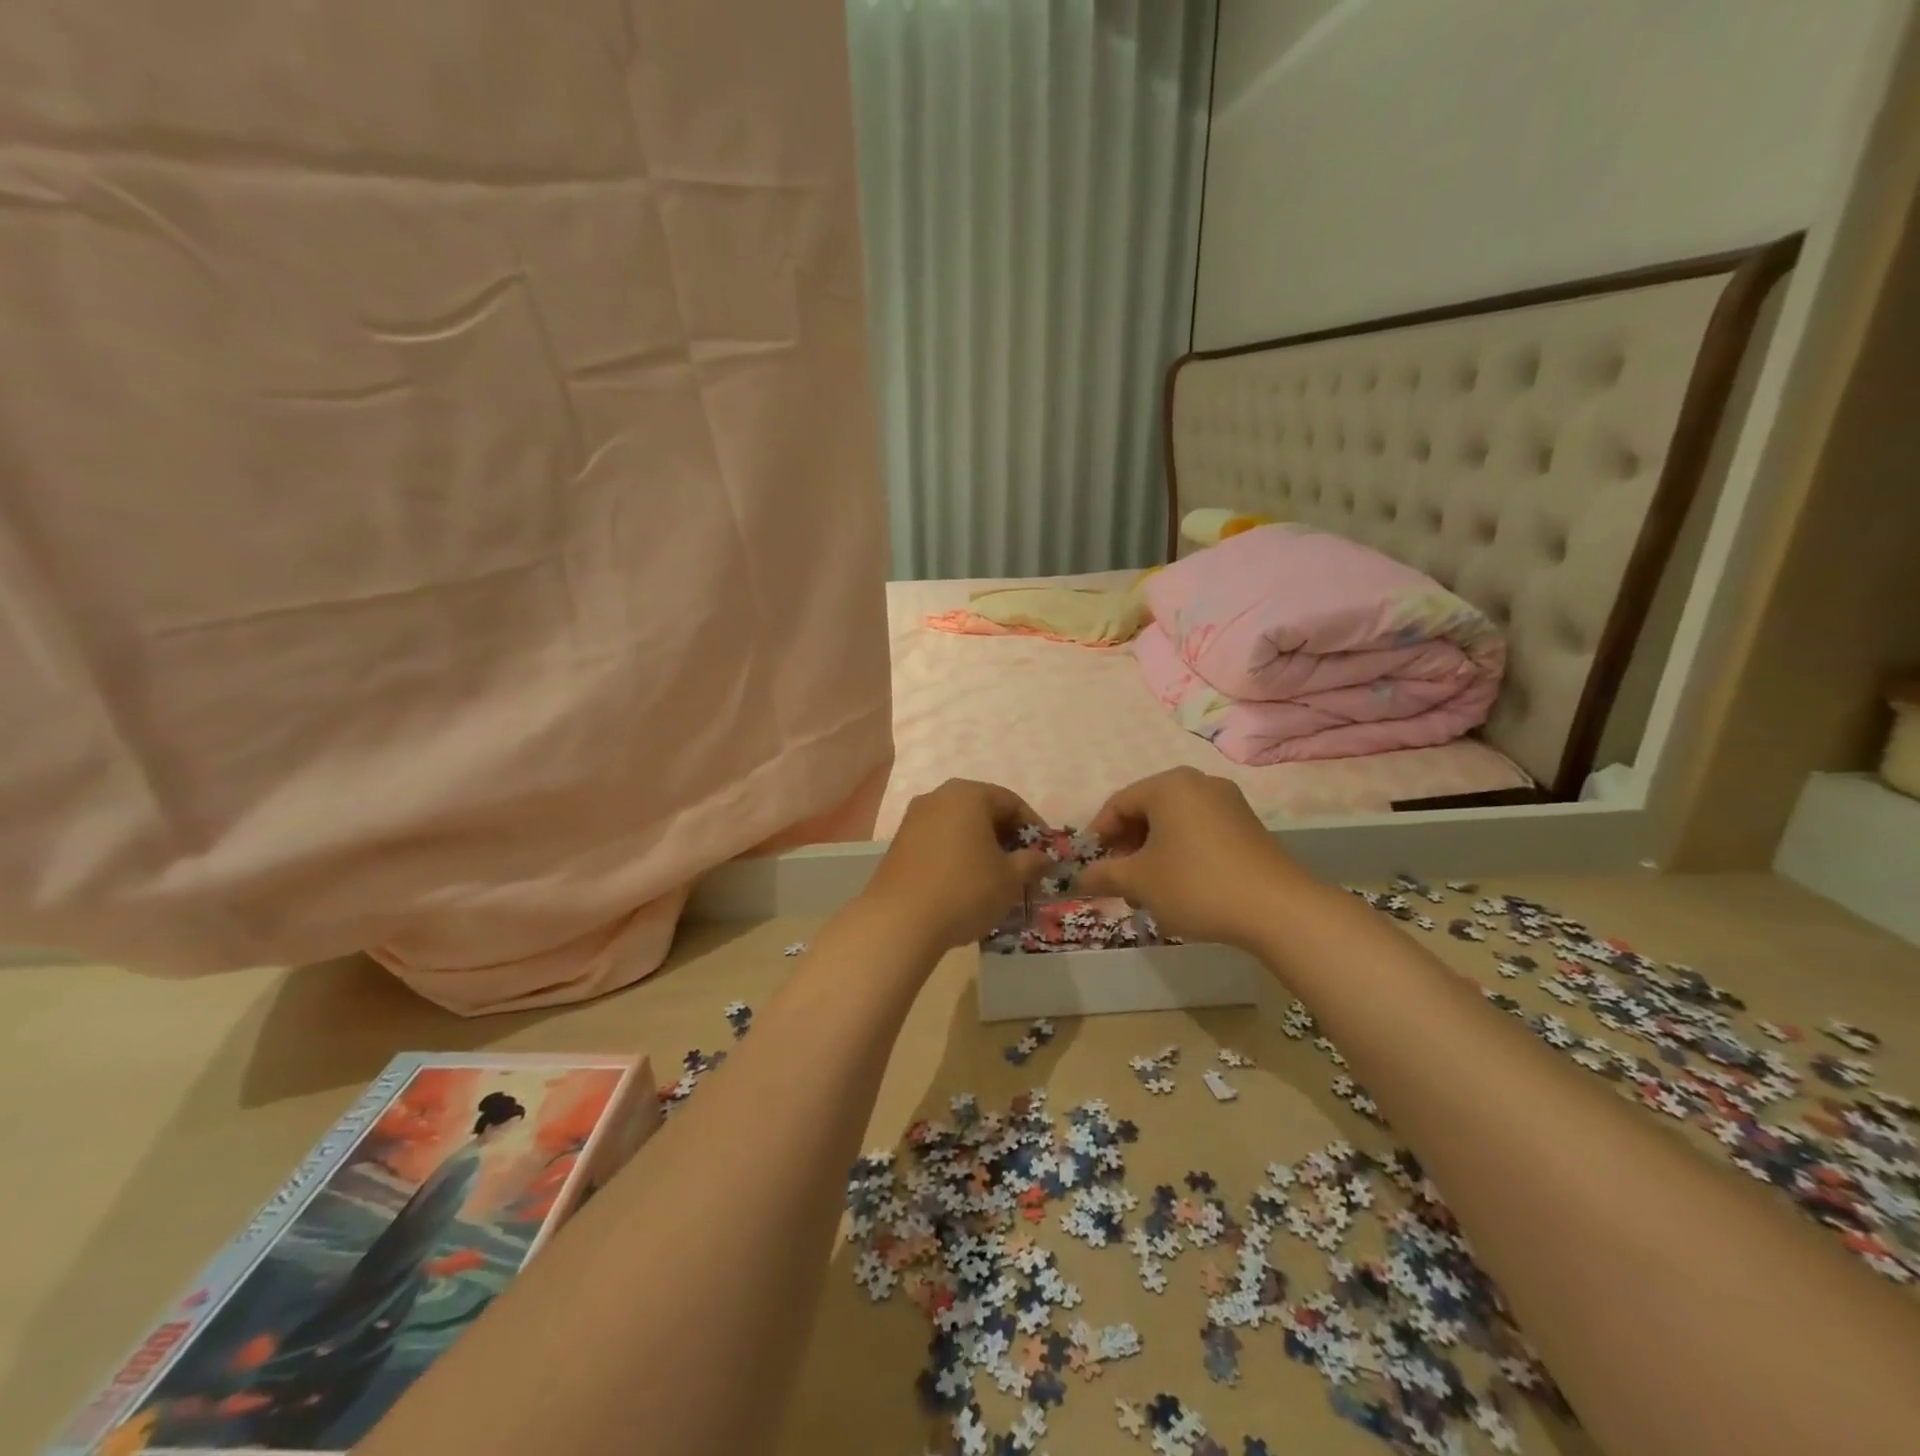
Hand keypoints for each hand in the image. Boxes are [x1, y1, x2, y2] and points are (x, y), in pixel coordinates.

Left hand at [860, 780, 1052, 953]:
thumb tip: (1042, 857)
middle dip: (1006, 837)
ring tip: (996, 878)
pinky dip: (957, 855)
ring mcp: (914, 819)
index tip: (1045, 854)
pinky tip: (965, 884)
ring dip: (981, 847)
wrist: (900, 921)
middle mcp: (938, 797)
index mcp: (968, 794)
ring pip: (960, 827)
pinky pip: (939, 841)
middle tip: (1022, 867)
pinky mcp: (899, 843)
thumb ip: (1031, 862)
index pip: (1011, 802)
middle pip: (983, 810)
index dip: (1033, 828)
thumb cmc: (965, 890)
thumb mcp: (1010, 878)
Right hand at [1075, 768, 1301, 946]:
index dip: (1098, 836)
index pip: (1118, 804)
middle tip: (1120, 882)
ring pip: (1173, 823)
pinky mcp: (1247, 826)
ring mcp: (1227, 802)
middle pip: (1146, 811)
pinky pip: (1199, 831)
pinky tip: (1181, 886)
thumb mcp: (1139, 881)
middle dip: (1127, 847)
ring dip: (1152, 854)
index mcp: (1168, 785)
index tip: (1091, 867)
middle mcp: (1198, 783)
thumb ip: (1104, 875)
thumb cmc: (1196, 885)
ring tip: (1149, 891)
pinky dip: (1180, 853)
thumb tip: (1080, 879)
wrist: (1278, 909)